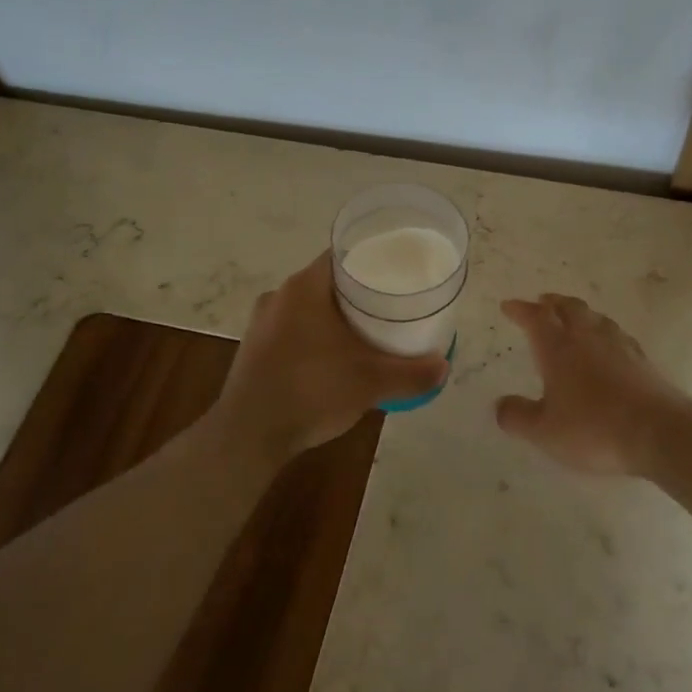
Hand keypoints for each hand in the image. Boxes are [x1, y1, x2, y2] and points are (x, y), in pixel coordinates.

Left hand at [212, 253, 447, 459]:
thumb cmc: (310, 391)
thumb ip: (411, 373)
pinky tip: (334, 358)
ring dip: (336, 316)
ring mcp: (262, 323)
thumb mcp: (370, 382)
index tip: (397, 270)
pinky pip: (293, 330)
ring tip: (368, 332)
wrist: (247, 436)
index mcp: (304, 288)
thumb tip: (443, 366)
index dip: (372, 258)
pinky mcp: (254, 349)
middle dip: (359, 292)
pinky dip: (316, 336)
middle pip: (328, 282)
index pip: (343, 255)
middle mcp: (279, 296)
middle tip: (391, 305)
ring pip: (309, 308)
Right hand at [496, 294, 691, 474]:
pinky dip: (603, 331)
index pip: (535, 318)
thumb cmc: (593, 429)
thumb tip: (500, 405)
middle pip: (569, 308)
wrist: (660, 432)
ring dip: (579, 312)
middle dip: (552, 303)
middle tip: (542, 301)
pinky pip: (616, 334)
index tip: (508, 305)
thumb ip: (518, 417)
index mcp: (558, 348)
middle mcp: (587, 338)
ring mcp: (619, 346)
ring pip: (595, 317)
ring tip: (573, 316)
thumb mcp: (545, 432)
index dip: (520, 310)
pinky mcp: (642, 360)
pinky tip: (607, 343)